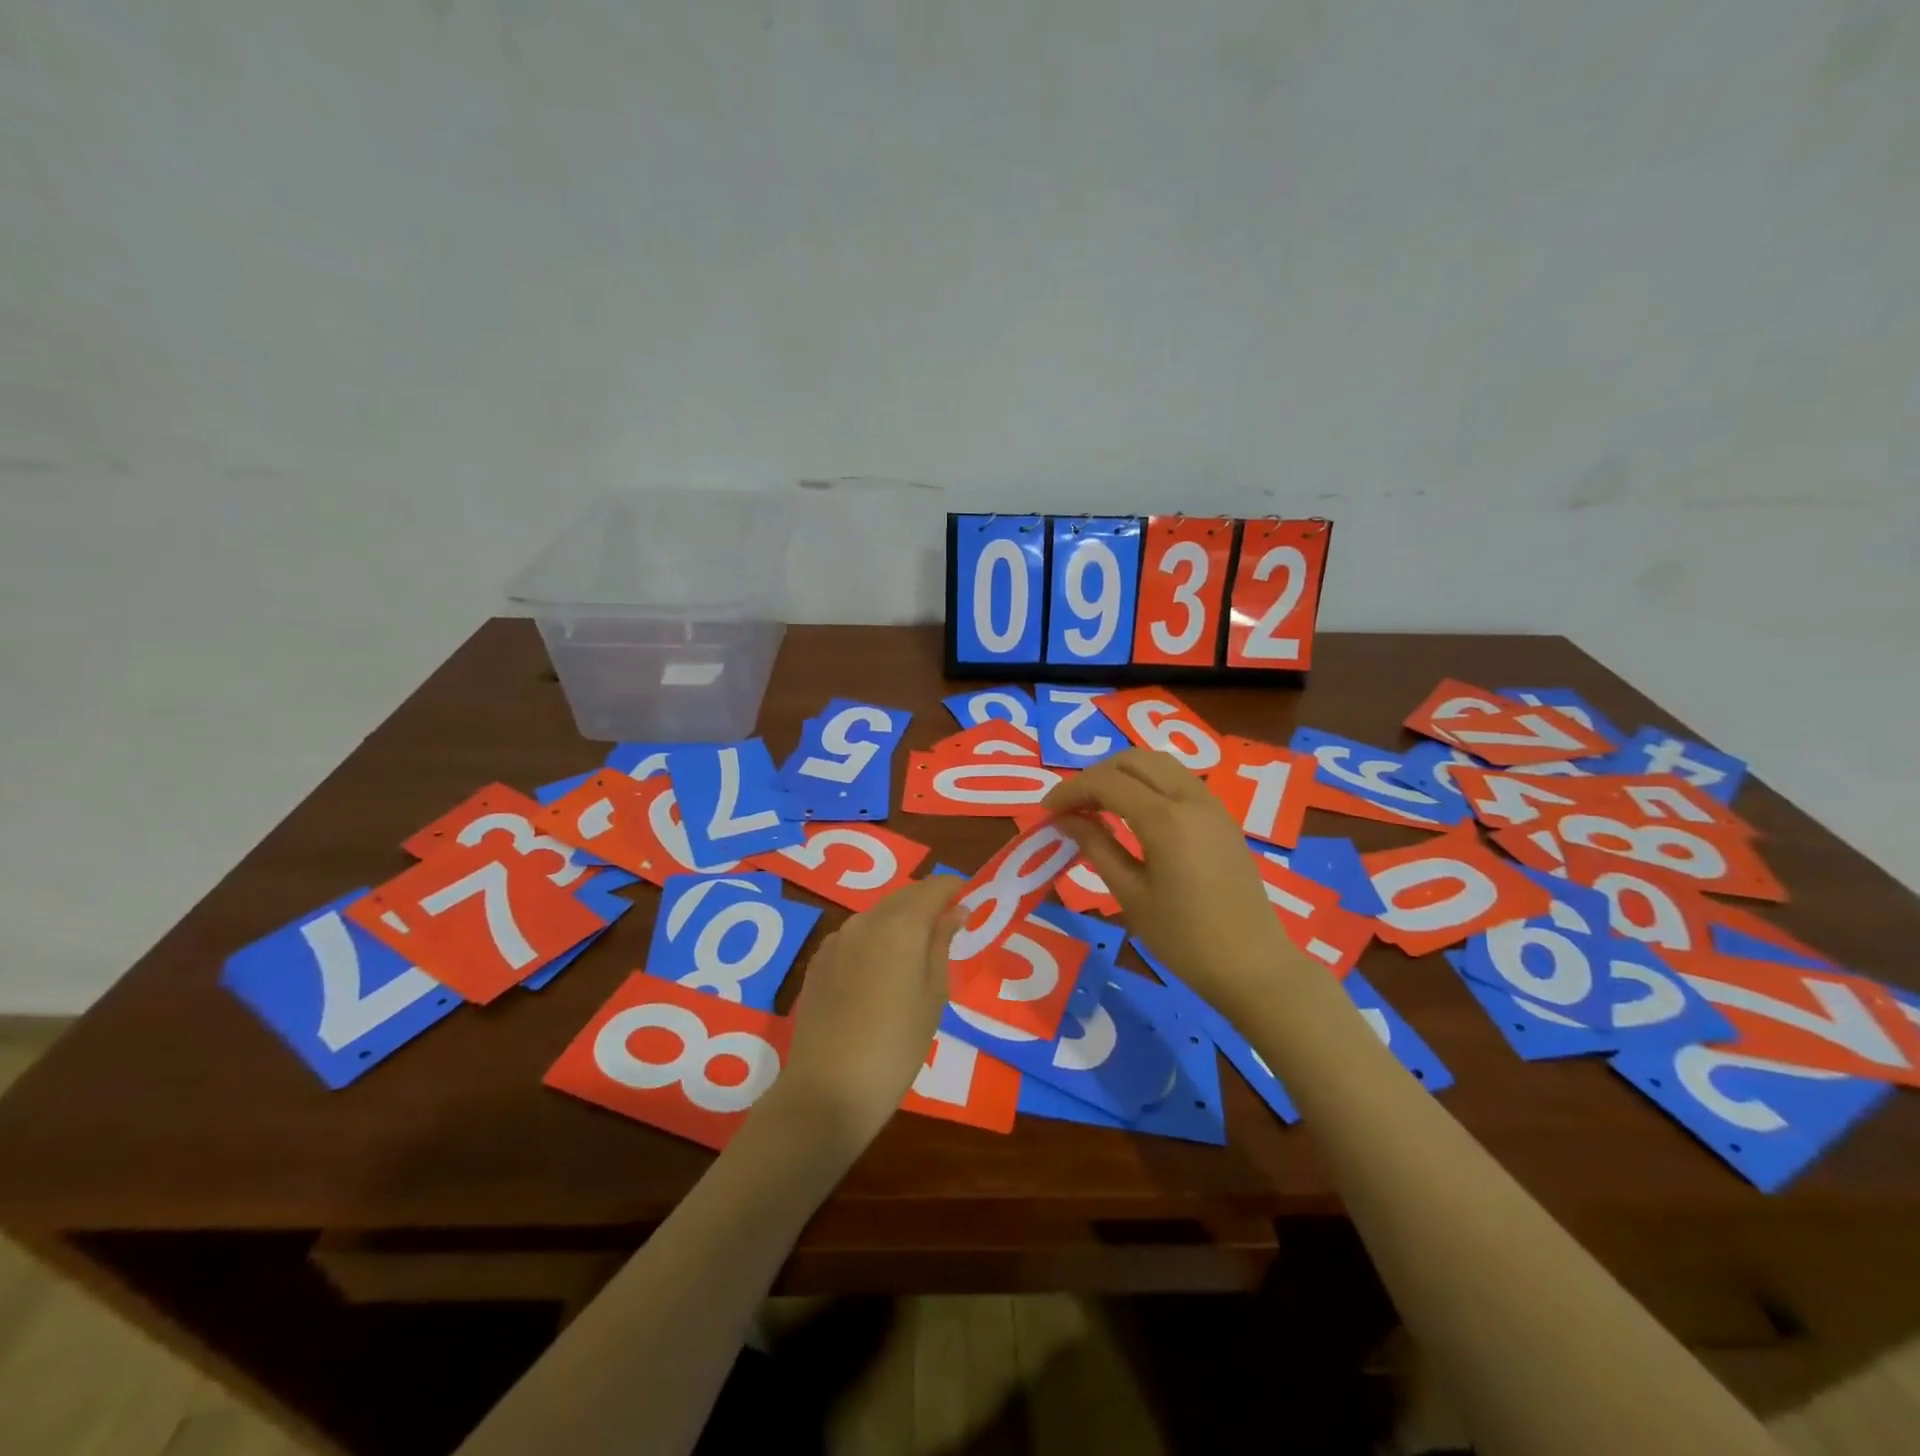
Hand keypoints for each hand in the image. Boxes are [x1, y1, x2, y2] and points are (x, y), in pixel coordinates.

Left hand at [771, 875, 965, 1154]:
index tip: (969, 900)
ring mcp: (836, 940)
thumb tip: (954, 912)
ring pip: (877, 915)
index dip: (953, 888)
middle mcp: (864, 921)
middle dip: (927, 904)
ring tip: (917, 953)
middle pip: (902, 897)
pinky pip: (854, 936)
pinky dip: (874, 940)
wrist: (828, 1090)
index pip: (932, 888)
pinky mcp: (818, 962)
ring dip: (899, 922)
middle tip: (948, 927)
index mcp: (899, 926)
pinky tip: (881, 972)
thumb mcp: (933, 996)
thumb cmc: (896, 1046)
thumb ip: (942, 945)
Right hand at [1044, 749, 1305, 1015]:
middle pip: (1132, 760)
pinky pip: (1178, 780)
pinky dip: (1148, 783)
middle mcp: (1190, 798)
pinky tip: (1133, 812)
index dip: (1070, 790)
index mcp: (1164, 819)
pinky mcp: (1222, 817)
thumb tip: (1065, 818)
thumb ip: (1096, 847)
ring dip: (1123, 774)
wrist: (1253, 966)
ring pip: (1158, 763)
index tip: (1046, 810)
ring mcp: (1211, 804)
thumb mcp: (1130, 895)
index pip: (1106, 782)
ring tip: (1098, 805)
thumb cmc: (1184, 939)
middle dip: (1095, 775)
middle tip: (1071, 806)